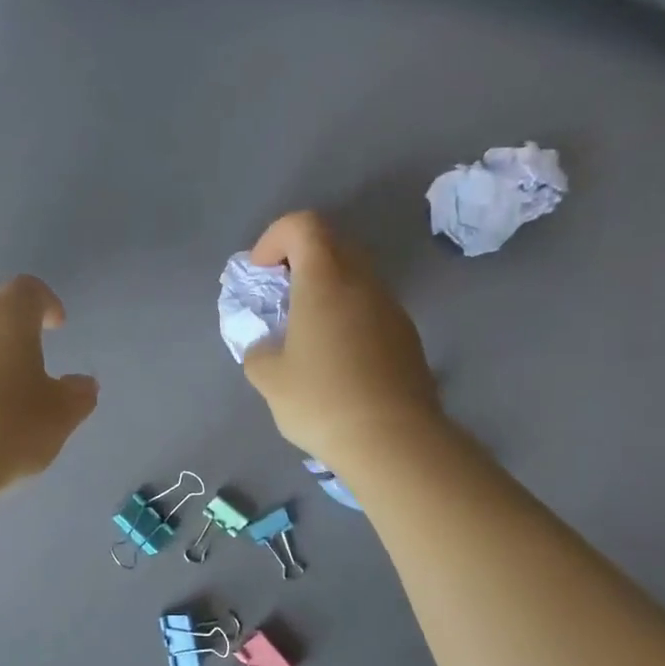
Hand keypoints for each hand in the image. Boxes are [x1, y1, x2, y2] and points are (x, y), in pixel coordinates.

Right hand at [241, 212, 440, 469]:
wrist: (393, 440)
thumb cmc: (321, 400)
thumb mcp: (268, 379)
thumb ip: (258, 351)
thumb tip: (267, 347)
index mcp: (325, 281)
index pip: (303, 226)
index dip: (274, 239)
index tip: (262, 274)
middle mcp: (362, 283)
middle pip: (331, 244)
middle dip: (299, 261)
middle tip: (280, 298)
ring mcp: (391, 308)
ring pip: (354, 277)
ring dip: (325, 290)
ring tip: (306, 334)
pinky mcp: (406, 336)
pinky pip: (370, 307)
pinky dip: (347, 315)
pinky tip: (336, 360)